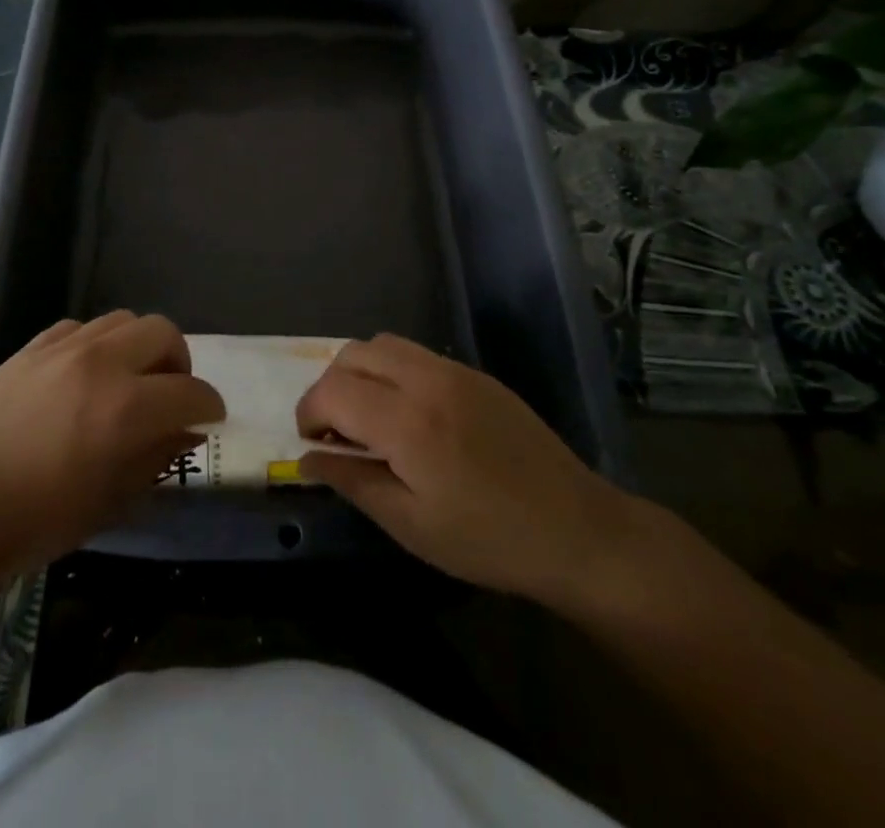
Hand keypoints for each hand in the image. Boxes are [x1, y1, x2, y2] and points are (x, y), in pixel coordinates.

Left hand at [0, 312, 222, 580]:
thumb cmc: (33, 521)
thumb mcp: (109, 503)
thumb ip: (156, 459)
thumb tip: (186, 432)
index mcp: (125, 409)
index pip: (191, 391)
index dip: (210, 406)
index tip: (211, 419)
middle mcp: (101, 363)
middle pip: (163, 332)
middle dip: (180, 362)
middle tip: (171, 395)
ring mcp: (64, 348)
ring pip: (124, 320)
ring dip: (140, 347)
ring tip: (129, 380)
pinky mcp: (33, 346)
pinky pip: (82, 327)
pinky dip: (98, 344)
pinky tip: (85, 375)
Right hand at [295, 334, 640, 612]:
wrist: (577, 530)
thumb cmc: (488, 540)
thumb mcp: (411, 525)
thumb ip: (353, 482)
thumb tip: (307, 457)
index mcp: (407, 422)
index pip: (332, 390)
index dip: (309, 413)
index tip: (313, 444)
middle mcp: (426, 380)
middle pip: (352, 354)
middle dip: (330, 387)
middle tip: (338, 431)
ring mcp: (454, 371)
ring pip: (383, 344)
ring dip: (361, 372)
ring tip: (369, 417)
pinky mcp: (475, 374)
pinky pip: (416, 354)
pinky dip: (392, 371)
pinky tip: (409, 414)